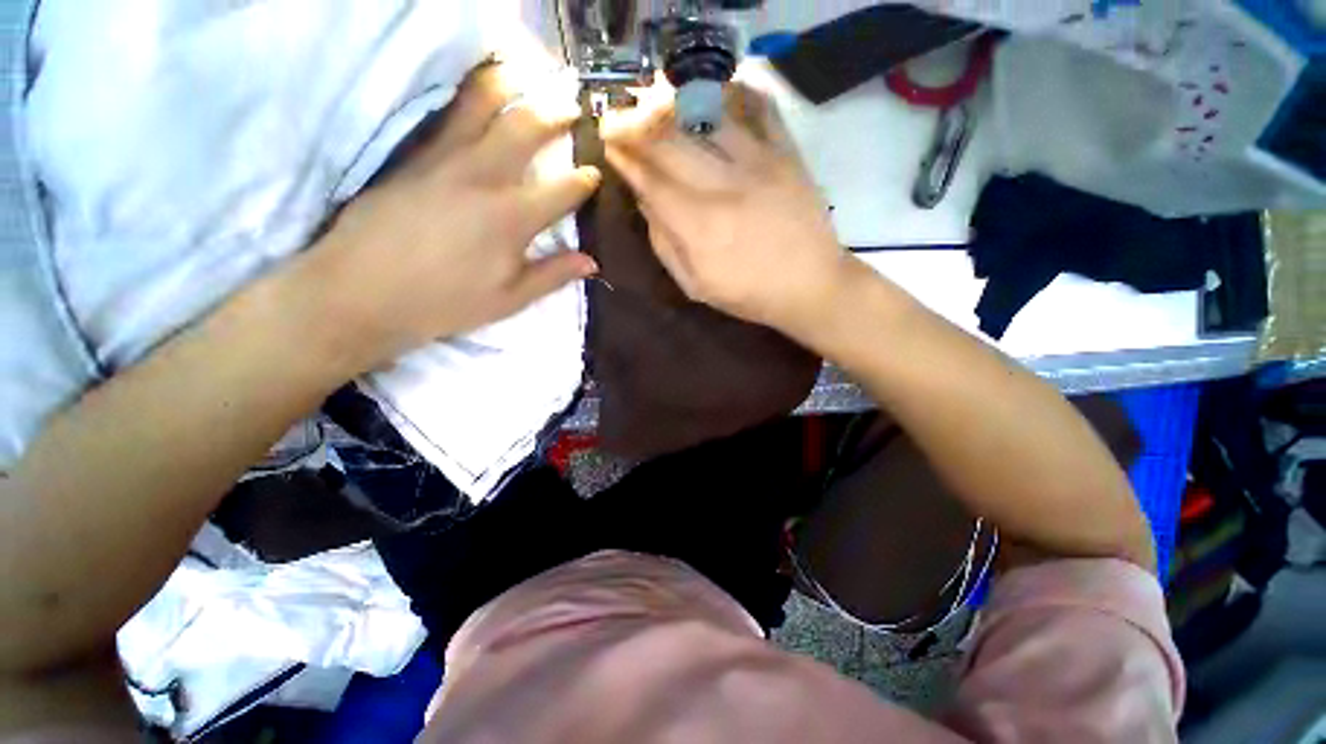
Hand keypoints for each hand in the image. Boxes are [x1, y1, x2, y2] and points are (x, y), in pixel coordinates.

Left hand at [291, 63, 600, 373]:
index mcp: (512, 218)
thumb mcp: (509, 299)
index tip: (595, 172)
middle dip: (557, 112)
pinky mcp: (416, 153)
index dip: (585, 179)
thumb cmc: (444, 301)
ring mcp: (446, 157)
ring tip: (530, 71)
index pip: (562, 189)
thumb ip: (553, 275)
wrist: (362, 291)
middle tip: (574, 105)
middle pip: (527, 128)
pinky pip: (449, 111)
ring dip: (513, 83)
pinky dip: (471, 90)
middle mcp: (484, 176)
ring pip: (484, 102)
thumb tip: (592, 262)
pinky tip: (481, 84)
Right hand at [603, 84, 849, 338]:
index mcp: (698, 227)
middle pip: (670, 142)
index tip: (607, 143)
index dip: (625, 158)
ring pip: (708, 115)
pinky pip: (760, 108)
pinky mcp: (787, 154)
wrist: (810, 285)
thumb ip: (665, 246)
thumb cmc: (749, 293)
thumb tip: (646, 203)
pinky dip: (736, 92)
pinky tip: (718, 92)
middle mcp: (723, 187)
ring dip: (675, 102)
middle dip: (636, 124)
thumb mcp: (696, 286)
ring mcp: (758, 164)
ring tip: (657, 100)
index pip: (650, 181)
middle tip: (619, 117)